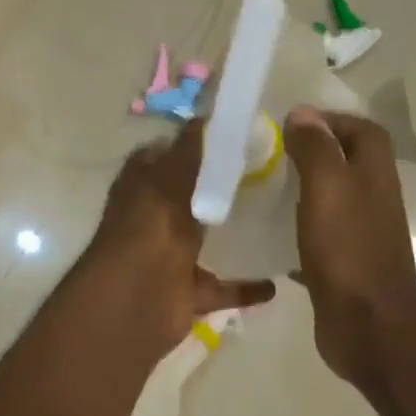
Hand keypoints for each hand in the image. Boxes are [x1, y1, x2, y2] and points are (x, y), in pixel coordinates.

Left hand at [86, 120, 275, 357]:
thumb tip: (205, 116)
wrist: (137, 299)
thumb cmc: (152, 226)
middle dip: (217, 190)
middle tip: (267, 175)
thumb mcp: (172, 176)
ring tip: (276, 222)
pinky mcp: (186, 293)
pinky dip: (245, 287)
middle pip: (187, 199)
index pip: (164, 156)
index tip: (232, 138)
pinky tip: (277, 281)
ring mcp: (168, 258)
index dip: (192, 145)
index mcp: (141, 187)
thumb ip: (191, 149)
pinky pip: (221, 288)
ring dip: (231, 237)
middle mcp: (152, 220)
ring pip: (203, 243)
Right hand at [283, 107, 415, 388]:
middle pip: (345, 163)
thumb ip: (316, 148)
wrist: (366, 324)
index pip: (361, 129)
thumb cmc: (348, 249)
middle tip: (268, 154)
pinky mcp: (341, 265)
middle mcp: (371, 199)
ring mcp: (358, 234)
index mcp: (374, 174)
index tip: (290, 123)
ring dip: (300, 191)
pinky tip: (265, 234)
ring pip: (328, 200)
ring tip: (260, 188)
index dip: (331, 119)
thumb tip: (303, 114)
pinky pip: (316, 237)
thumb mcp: (328, 188)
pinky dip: (294, 230)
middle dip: (310, 153)